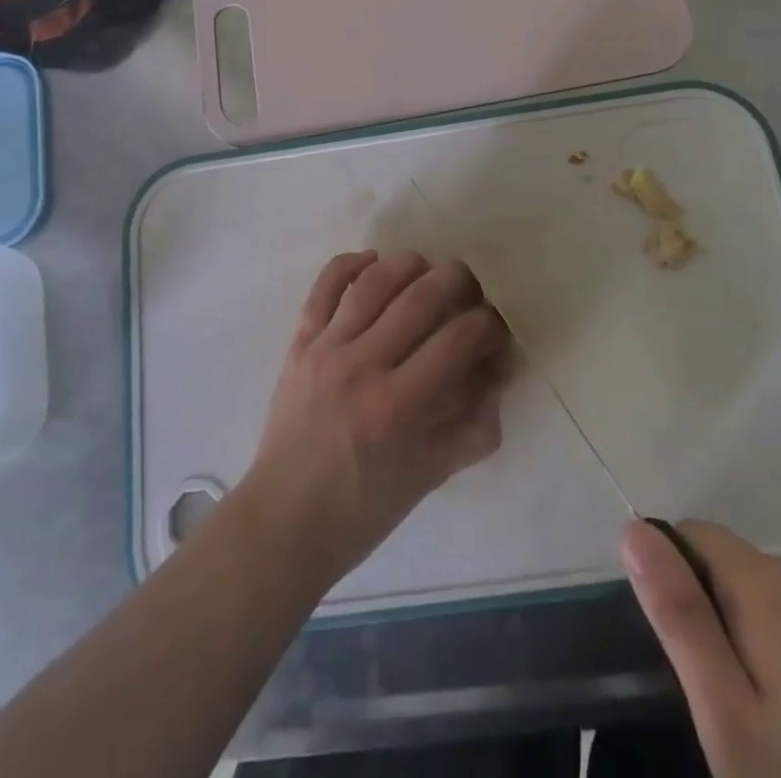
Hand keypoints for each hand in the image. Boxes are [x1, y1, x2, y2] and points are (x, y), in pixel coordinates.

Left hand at [240, 251, 509, 587]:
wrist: (284, 519)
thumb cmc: (361, 509)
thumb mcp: (429, 478)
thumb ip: (472, 429)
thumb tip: (496, 379)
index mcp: (398, 407)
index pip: (457, 342)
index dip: (487, 326)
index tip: (495, 327)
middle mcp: (362, 366)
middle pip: (420, 299)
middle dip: (457, 282)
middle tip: (471, 288)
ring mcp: (326, 348)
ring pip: (374, 282)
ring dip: (409, 265)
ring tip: (428, 269)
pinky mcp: (299, 341)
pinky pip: (325, 287)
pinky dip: (350, 263)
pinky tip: (373, 261)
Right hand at [621, 521, 780, 777]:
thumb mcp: (728, 717)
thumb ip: (680, 616)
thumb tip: (633, 528)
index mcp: (768, 580)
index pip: (689, 534)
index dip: (672, 583)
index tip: (685, 657)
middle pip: (725, 566)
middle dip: (710, 618)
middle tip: (724, 708)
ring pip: (759, 600)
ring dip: (745, 643)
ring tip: (765, 728)